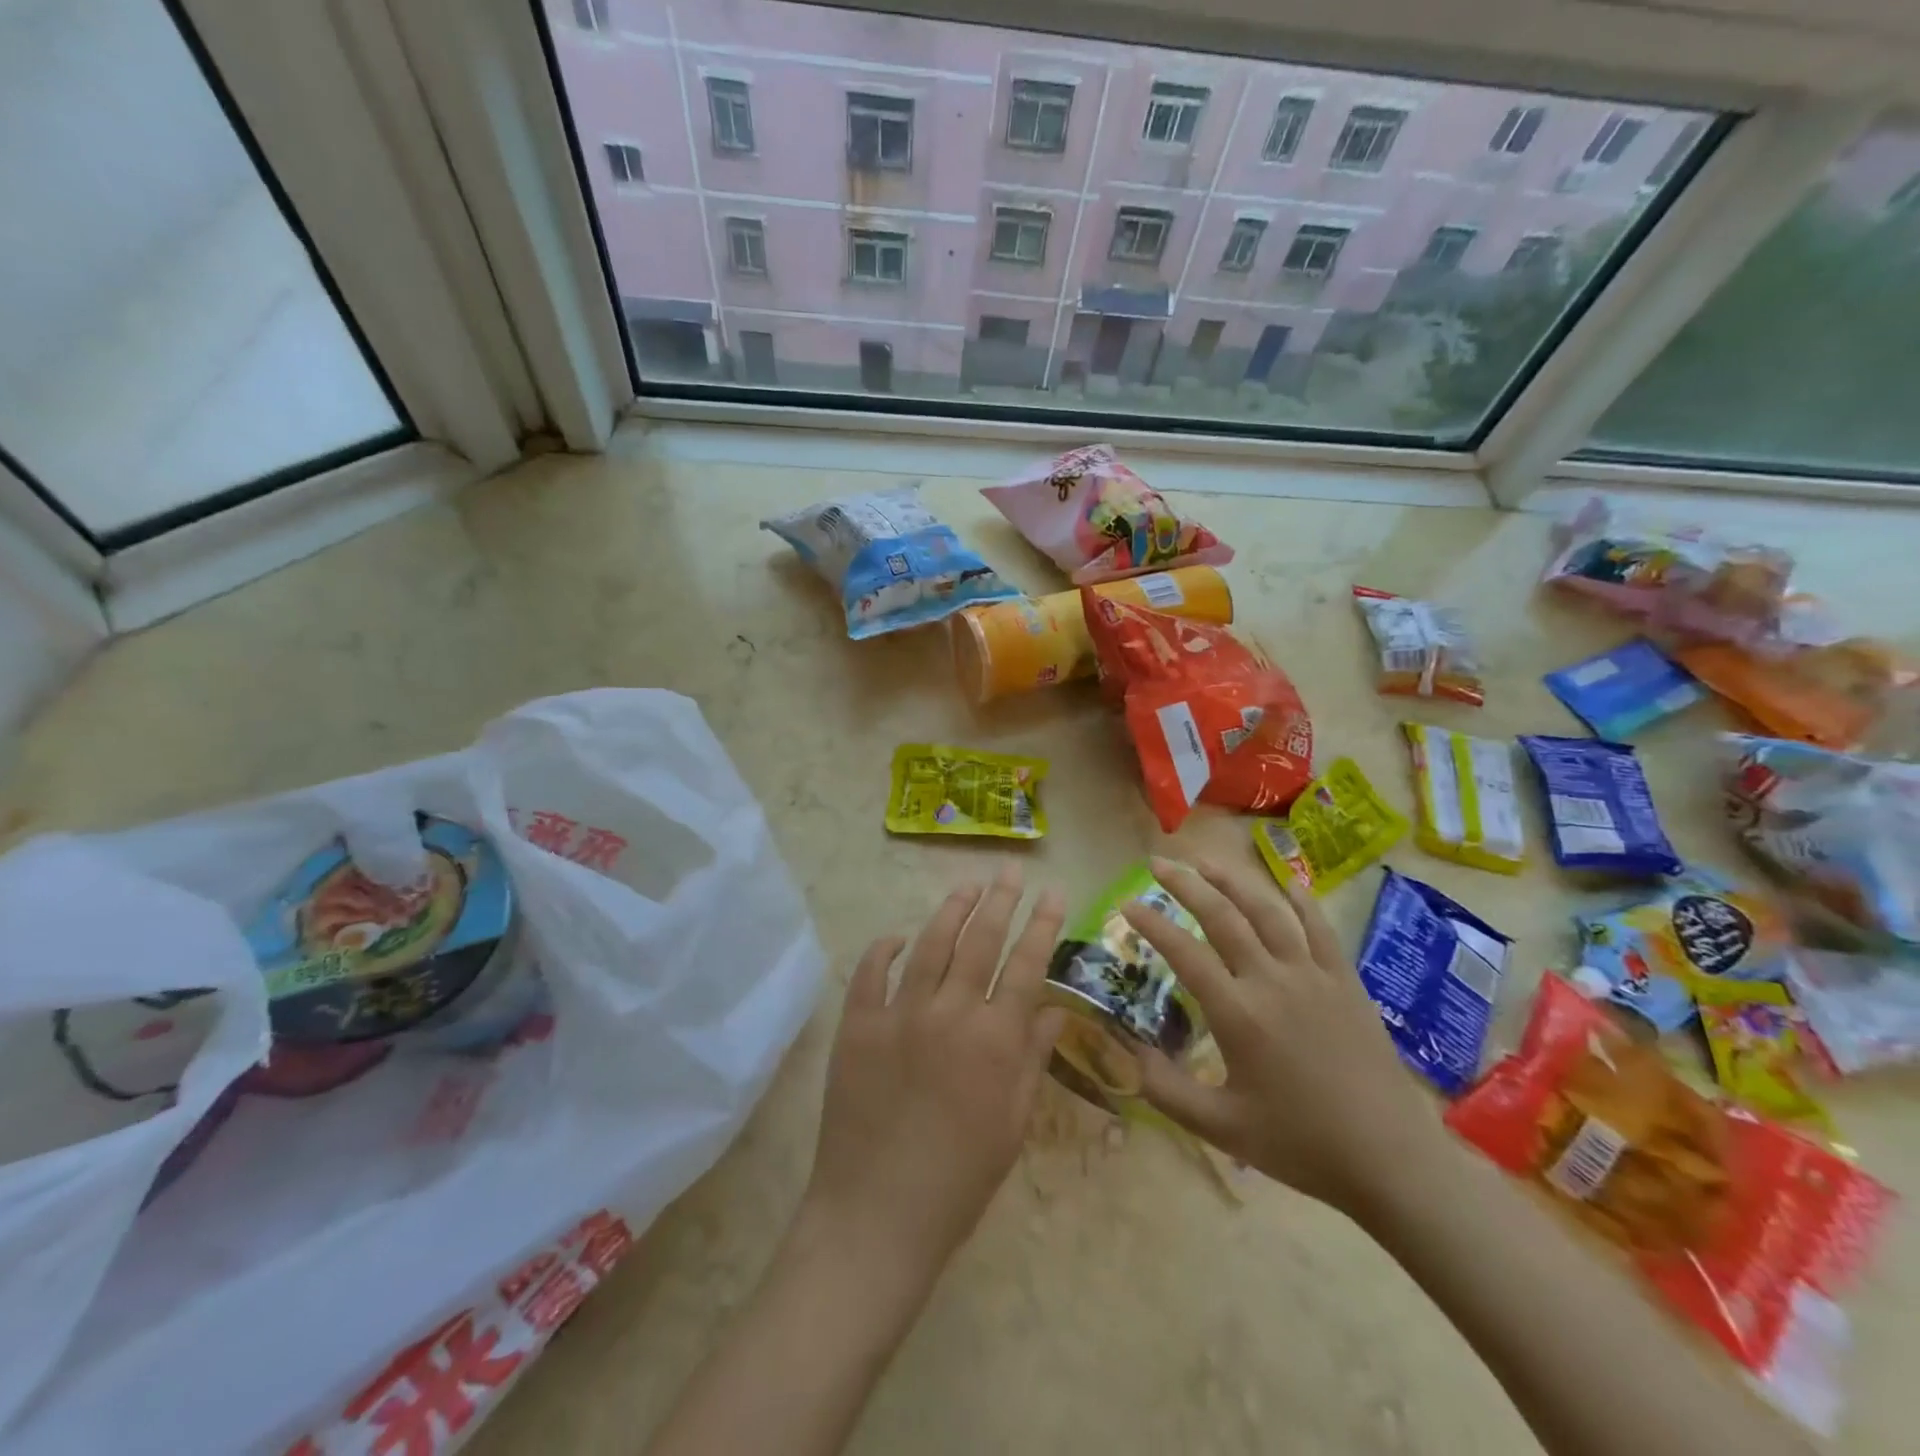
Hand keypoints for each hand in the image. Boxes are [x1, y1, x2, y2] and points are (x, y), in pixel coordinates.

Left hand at [800, 863, 1066, 1284]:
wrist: (877, 1215)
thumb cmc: (959, 1180)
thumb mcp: (1013, 1124)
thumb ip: (1032, 1057)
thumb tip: (1054, 1008)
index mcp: (994, 1040)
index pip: (1027, 964)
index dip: (1043, 924)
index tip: (1054, 892)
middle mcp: (949, 1013)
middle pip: (980, 940)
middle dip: (1000, 899)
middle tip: (1009, 870)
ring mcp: (898, 1014)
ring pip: (930, 945)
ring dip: (951, 910)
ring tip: (967, 885)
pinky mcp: (857, 1025)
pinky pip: (871, 972)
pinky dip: (885, 949)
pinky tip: (898, 936)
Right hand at [1123, 856, 1441, 1219]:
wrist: (1390, 1159)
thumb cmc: (1301, 1144)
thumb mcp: (1221, 1128)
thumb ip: (1166, 1090)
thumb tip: (1129, 1053)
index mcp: (1238, 1013)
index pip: (1184, 953)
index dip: (1151, 924)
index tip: (1127, 903)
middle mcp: (1271, 980)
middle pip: (1222, 916)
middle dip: (1185, 885)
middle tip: (1159, 863)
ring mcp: (1312, 975)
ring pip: (1267, 911)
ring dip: (1233, 880)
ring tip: (1207, 861)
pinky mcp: (1345, 981)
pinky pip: (1320, 928)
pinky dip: (1301, 900)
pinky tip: (1288, 883)